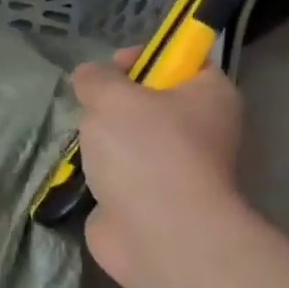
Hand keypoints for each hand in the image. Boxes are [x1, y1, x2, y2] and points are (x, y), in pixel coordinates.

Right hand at [69, 48, 244, 287]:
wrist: (158, 232)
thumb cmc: (146, 151)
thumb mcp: (113, 98)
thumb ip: (97, 79)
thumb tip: (88, 75)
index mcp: (209, 95)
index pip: (185, 61)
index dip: (148, 55)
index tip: (110, 65)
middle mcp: (201, 129)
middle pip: (153, 101)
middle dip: (115, 101)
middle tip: (88, 105)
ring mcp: (175, 167)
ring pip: (132, 139)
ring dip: (103, 138)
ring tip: (80, 141)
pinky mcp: (149, 198)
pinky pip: (119, 172)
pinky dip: (98, 171)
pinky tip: (79, 170)